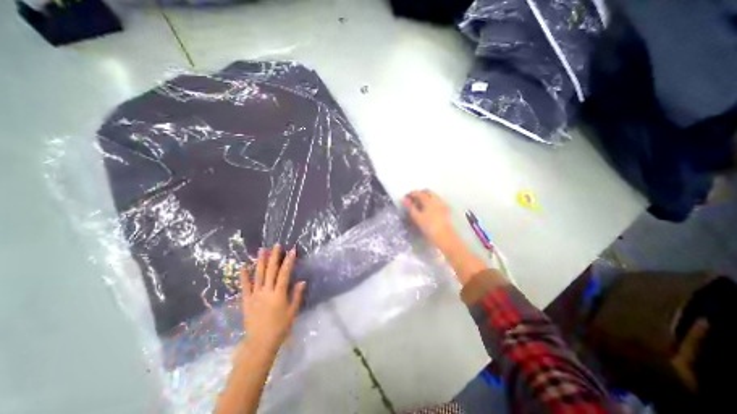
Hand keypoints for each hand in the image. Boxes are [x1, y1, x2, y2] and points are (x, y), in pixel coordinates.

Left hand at [241, 245, 306, 353]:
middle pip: (271, 271)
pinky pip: (245, 286)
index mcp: (279, 294)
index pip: (285, 273)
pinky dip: (244, 276)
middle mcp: (266, 292)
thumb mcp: (293, 312)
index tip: (292, 250)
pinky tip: (243, 266)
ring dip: (260, 261)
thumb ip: (297, 296)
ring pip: (258, 275)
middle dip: (274, 256)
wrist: (260, 343)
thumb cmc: (280, 327)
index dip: (289, 261)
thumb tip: (302, 281)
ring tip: (262, 250)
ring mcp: (255, 295)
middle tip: (276, 245)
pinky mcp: (246, 300)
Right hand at [402, 189, 487, 284]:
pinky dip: (431, 202)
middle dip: (420, 193)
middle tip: (413, 199)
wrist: (445, 238)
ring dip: (426, 197)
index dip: (411, 194)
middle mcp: (437, 200)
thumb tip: (405, 199)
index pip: (419, 193)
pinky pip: (437, 202)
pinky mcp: (446, 210)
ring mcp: (443, 204)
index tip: (406, 197)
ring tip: (420, 205)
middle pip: (428, 192)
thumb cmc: (429, 227)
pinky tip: (428, 209)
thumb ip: (411, 207)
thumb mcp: (417, 217)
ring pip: (433, 196)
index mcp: (429, 200)